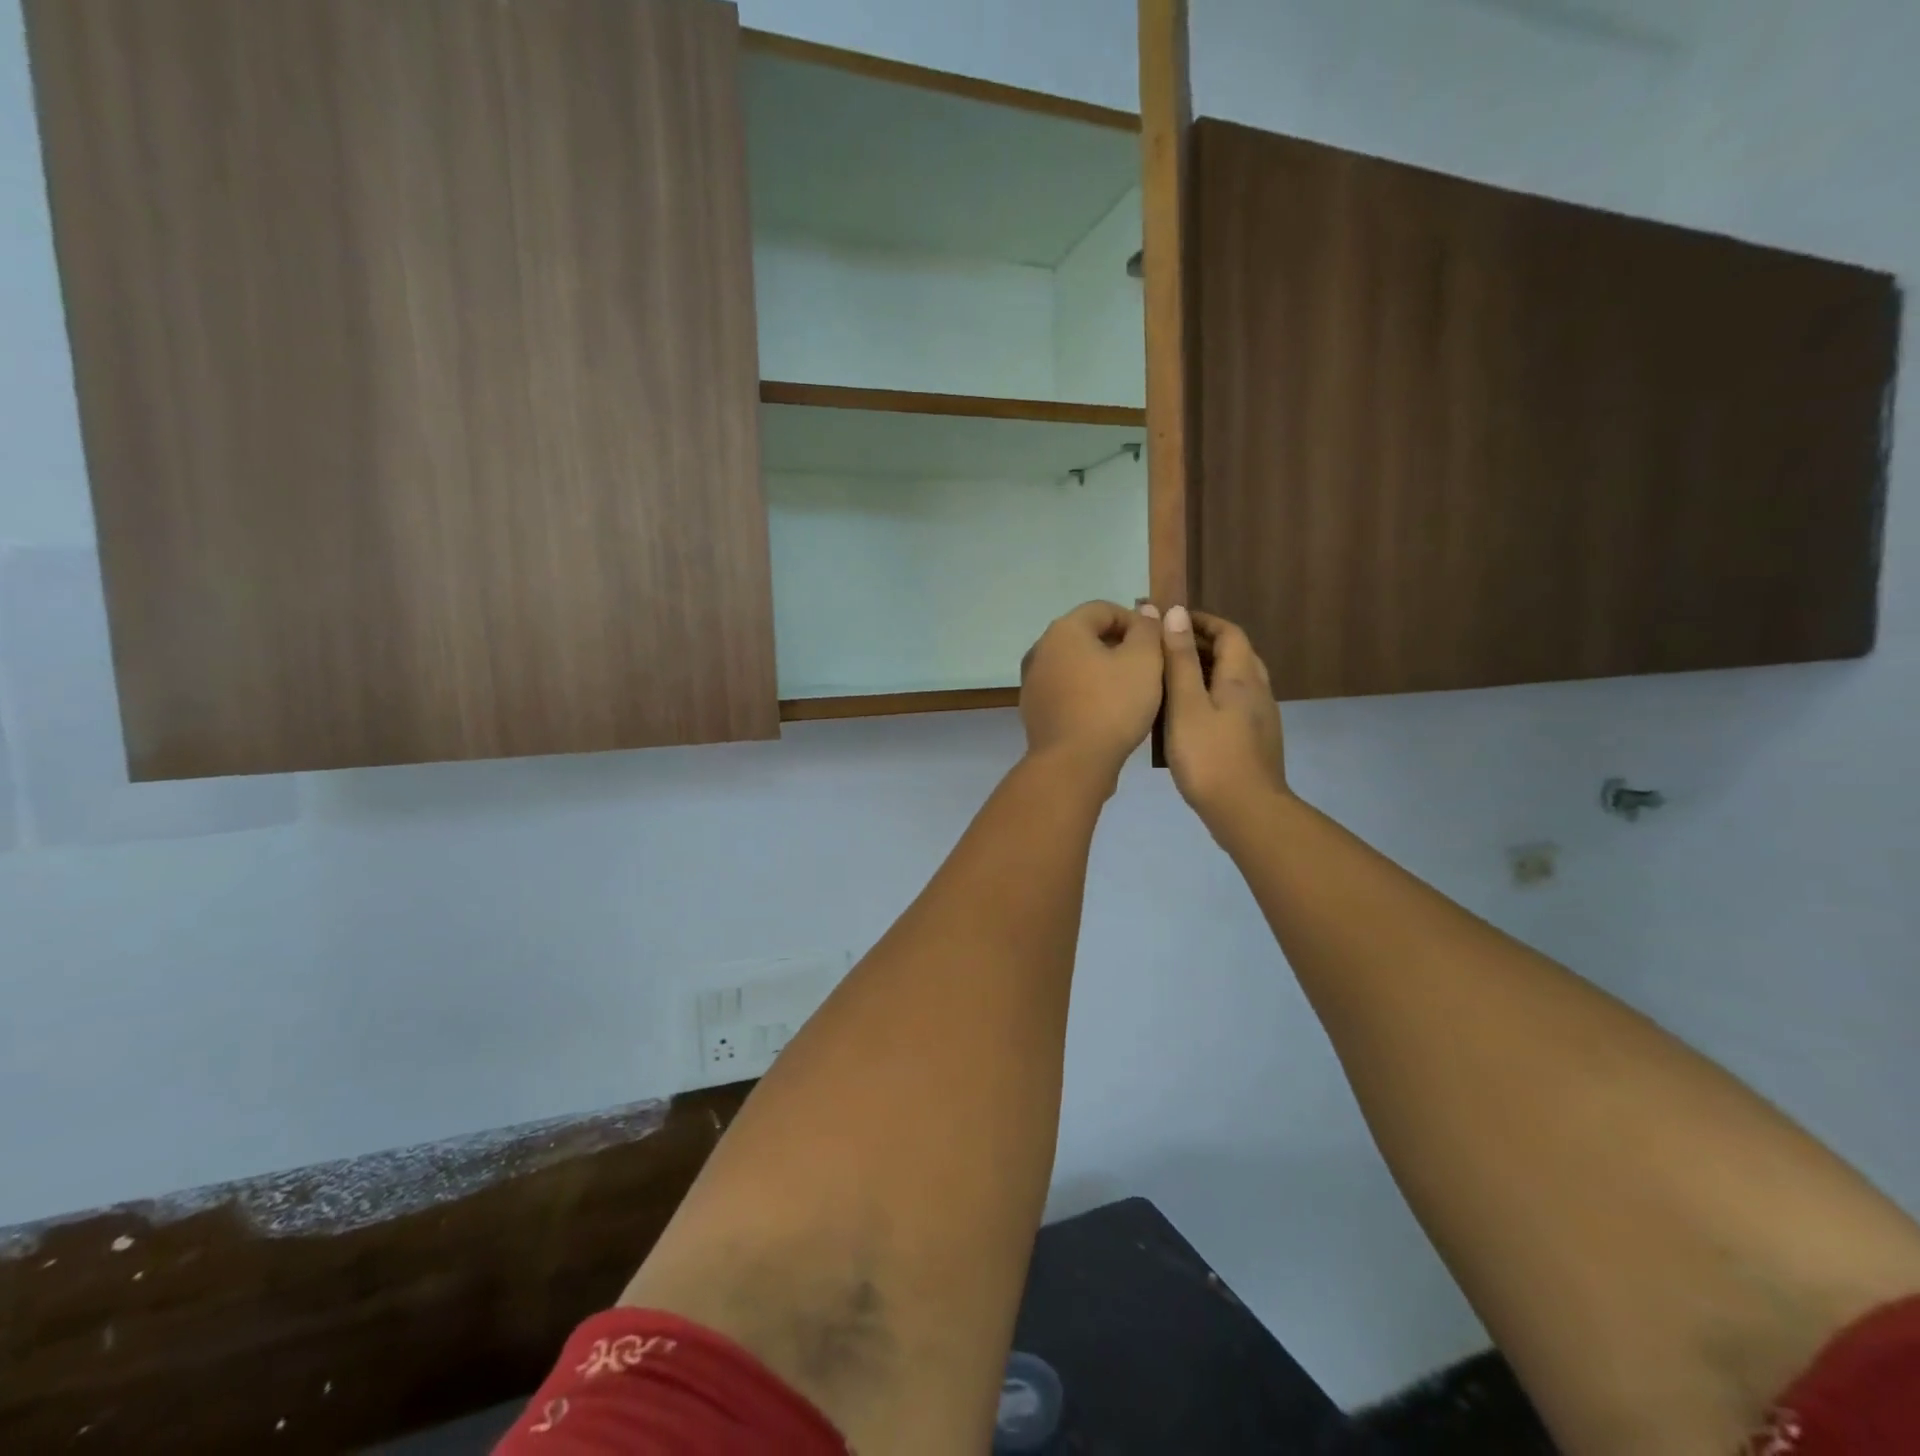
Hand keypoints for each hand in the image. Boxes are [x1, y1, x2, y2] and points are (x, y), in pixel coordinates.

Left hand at [1019, 601, 1164, 786]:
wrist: (1072, 763)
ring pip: (1075, 664)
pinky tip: (1106, 712)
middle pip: (1086, 635)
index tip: (1157, 645)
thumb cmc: (1112, 706)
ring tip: (1130, 691)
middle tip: (1147, 669)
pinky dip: (1086, 692)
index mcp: (1064, 630)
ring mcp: (1033, 681)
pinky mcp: (1034, 709)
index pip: (1104, 609)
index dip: (1135, 621)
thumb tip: (1145, 610)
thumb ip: (1147, 630)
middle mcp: (1041, 649)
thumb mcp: (1144, 661)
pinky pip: (1066, 690)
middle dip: (1118, 646)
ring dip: (1102, 670)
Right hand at [1162, 607, 1288, 836]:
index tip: (1172, 621)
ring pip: (1236, 680)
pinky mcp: (1256, 740)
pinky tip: (1188, 715)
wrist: (1247, 811)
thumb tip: (1176, 613)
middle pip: (1236, 654)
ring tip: (1172, 680)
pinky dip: (1212, 695)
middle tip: (1166, 649)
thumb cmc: (1209, 756)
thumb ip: (1180, 660)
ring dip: (1208, 670)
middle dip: (1203, 644)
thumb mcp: (1185, 704)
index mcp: (1242, 677)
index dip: (1202, 621)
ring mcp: (1261, 718)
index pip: (1229, 632)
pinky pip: (1234, 703)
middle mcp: (1258, 691)